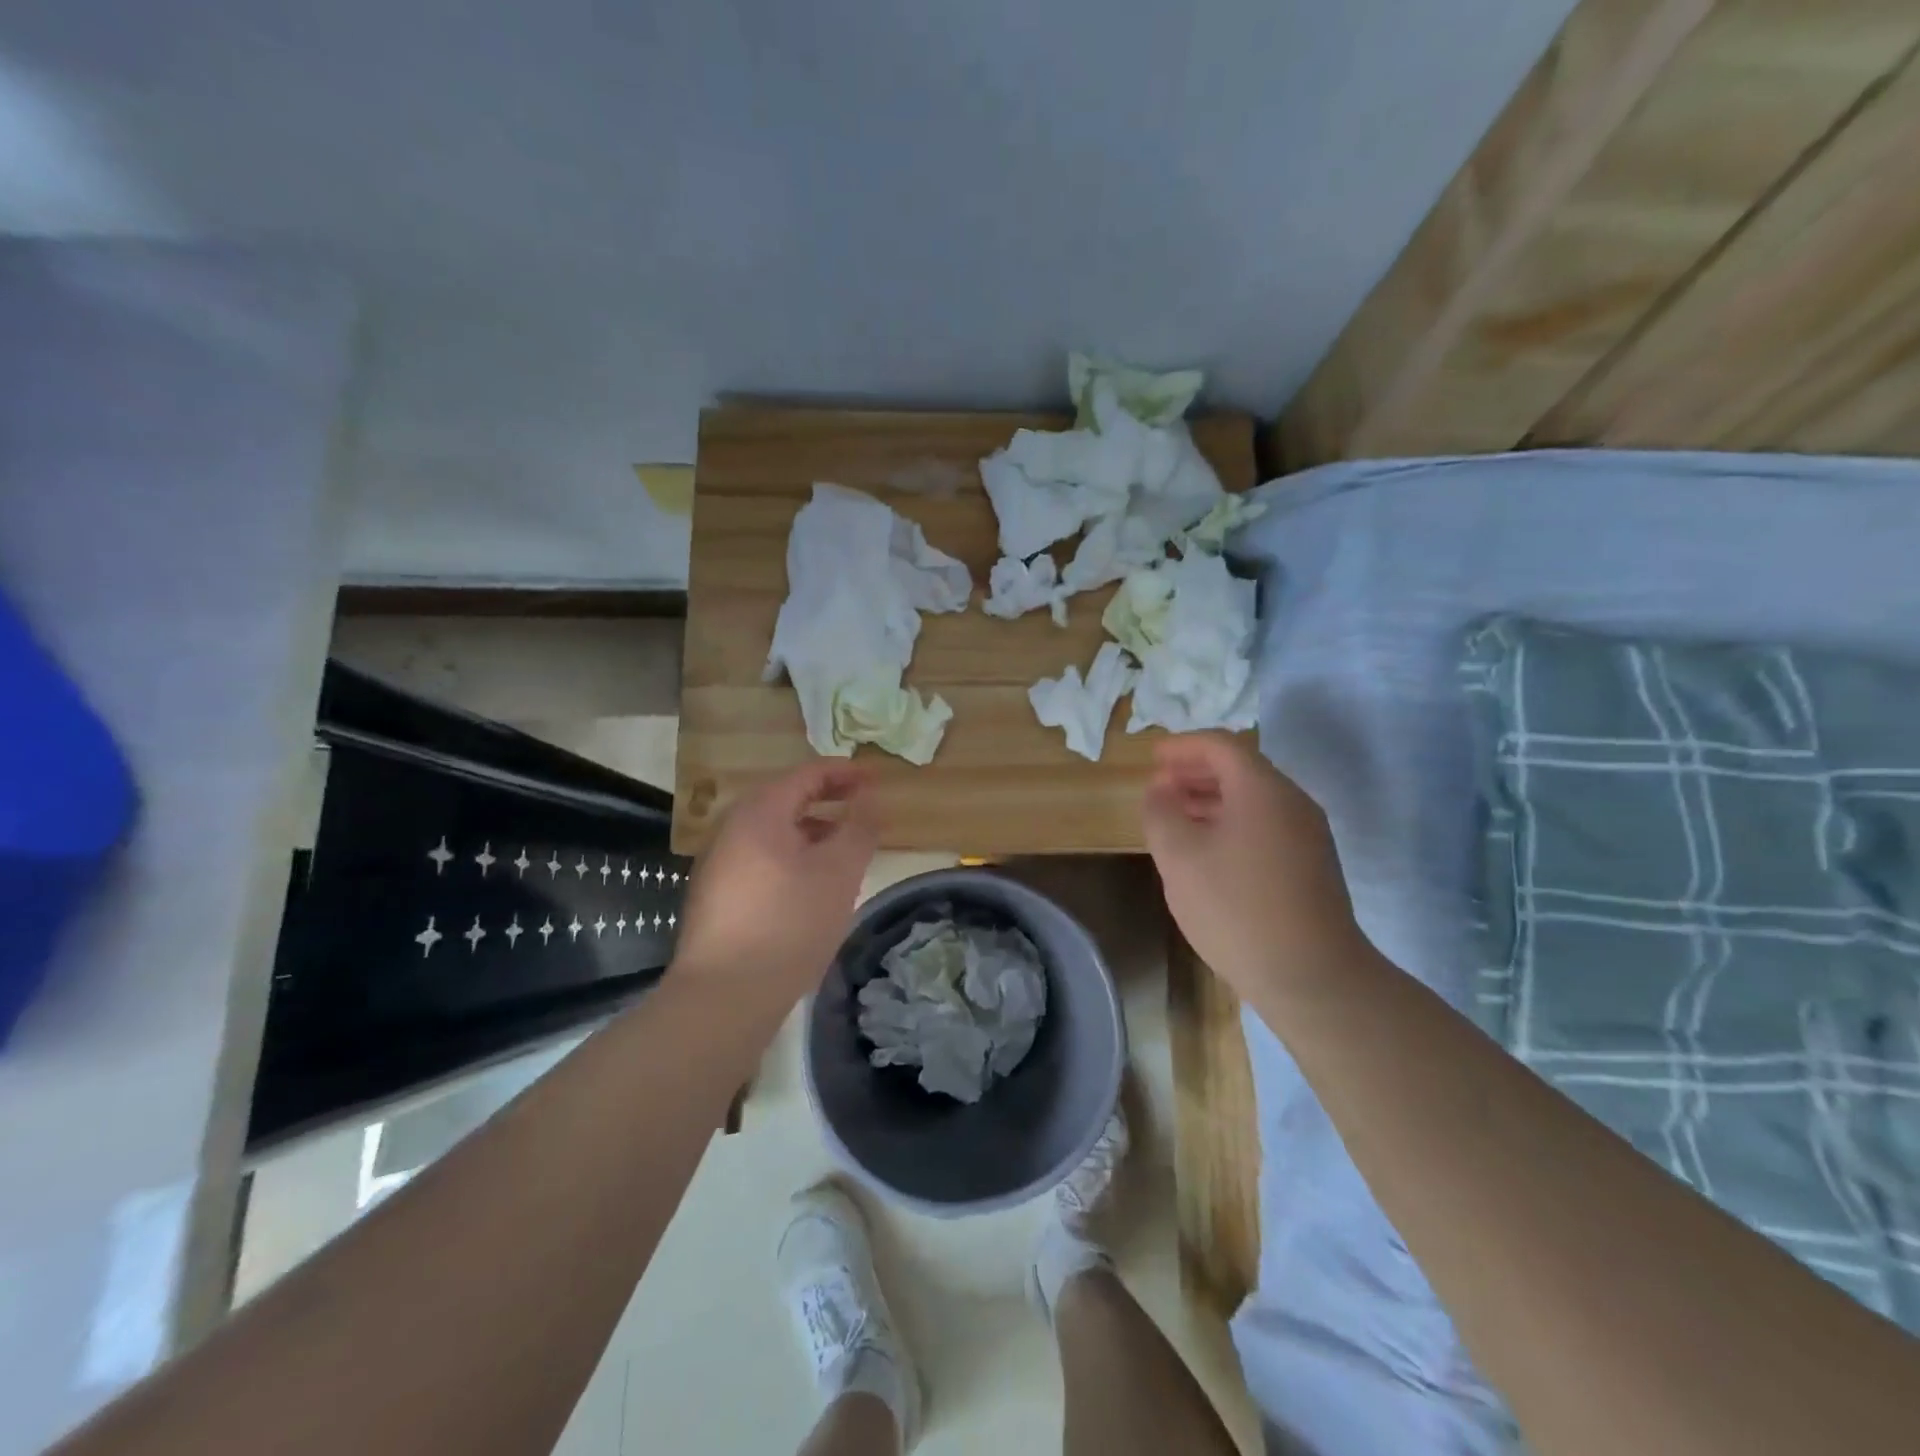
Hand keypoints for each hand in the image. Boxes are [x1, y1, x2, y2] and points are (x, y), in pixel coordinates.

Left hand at [673, 761, 879, 1002]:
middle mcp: (731, 828)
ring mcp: (718, 863)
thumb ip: (859, 827)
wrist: (724, 996)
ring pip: (773, 832)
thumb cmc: (789, 924)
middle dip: (827, 800)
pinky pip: (760, 858)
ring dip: (810, 831)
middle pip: (785, 799)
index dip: (844, 772)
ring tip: (843, 850)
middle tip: (862, 809)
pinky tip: (810, 886)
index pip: (806, 775)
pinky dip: (791, 856)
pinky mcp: (716, 895)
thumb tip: (870, 797)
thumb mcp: (839, 872)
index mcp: (759, 812)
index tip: (876, 778)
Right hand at [1142, 733, 1363, 998]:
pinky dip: (1231, 823)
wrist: (1312, 977)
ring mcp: (1307, 835)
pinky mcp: (1311, 866)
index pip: (1221, 746)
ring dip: (1212, 800)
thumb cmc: (1237, 908)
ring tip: (1176, 816)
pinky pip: (1265, 826)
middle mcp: (1292, 803)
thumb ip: (1161, 813)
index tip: (1153, 757)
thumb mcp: (1179, 857)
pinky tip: (1208, 851)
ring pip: (1253, 800)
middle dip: (1196, 772)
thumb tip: (1159, 790)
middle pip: (1240, 770)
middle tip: (1160, 786)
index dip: (1183, 746)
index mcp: (1262, 790)